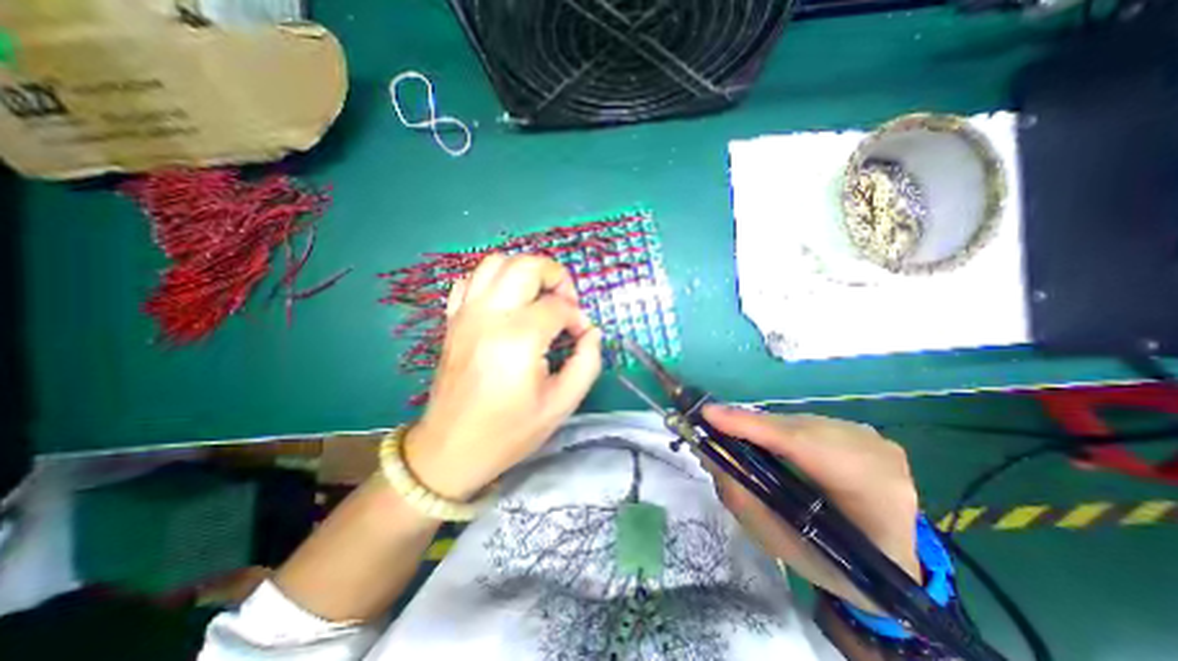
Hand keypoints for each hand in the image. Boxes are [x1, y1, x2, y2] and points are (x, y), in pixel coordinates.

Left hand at [408, 256, 606, 498]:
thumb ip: (587, 362)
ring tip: (538, 297)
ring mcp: (466, 314)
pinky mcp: (453, 320)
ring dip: (525, 272)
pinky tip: (507, 302)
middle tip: (565, 302)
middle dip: (555, 276)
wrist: (451, 449)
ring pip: (497, 262)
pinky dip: (494, 280)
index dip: (577, 317)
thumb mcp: (562, 404)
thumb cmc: (509, 431)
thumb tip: (591, 332)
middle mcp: (490, 316)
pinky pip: (472, 280)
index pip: (558, 306)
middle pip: (527, 266)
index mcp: (519, 339)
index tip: (580, 336)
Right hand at [698, 408, 919, 612]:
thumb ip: (744, 499)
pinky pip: (805, 423)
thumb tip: (710, 454)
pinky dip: (777, 429)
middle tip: (709, 427)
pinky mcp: (860, 430)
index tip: (709, 414)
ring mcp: (871, 437)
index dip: (754, 426)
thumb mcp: (784, 546)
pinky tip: (762, 441)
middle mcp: (878, 454)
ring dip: (761, 427)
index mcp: (874, 494)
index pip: (805, 446)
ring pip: (798, 422)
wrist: (893, 563)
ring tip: (731, 434)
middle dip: (750, 426)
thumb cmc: (836, 563)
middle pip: (797, 428)